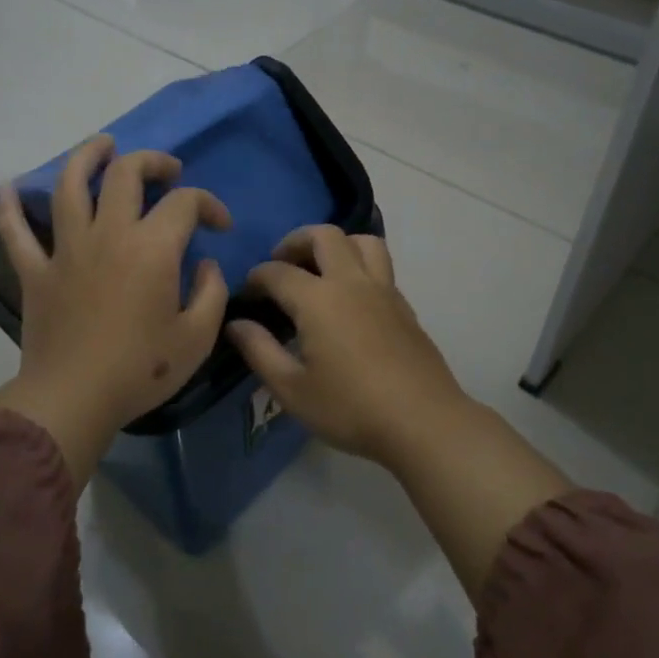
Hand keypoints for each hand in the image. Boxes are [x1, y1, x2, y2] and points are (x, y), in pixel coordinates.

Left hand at [0, 135, 231, 482]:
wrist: (74, 399)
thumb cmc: (141, 370)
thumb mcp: (197, 337)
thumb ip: (211, 293)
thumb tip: (204, 265)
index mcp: (152, 248)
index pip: (185, 203)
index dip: (209, 204)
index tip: (219, 224)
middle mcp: (109, 234)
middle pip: (126, 174)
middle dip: (152, 162)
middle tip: (168, 171)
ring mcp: (66, 249)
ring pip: (70, 185)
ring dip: (87, 157)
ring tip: (102, 145)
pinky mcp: (36, 271)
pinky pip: (15, 231)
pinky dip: (8, 207)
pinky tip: (6, 187)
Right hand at [227, 225, 472, 468]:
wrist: (423, 422)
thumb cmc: (350, 408)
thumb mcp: (292, 389)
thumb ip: (259, 350)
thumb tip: (236, 323)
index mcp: (319, 299)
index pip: (277, 272)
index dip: (255, 279)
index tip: (246, 296)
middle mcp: (352, 282)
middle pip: (324, 235)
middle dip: (295, 242)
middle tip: (281, 266)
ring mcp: (384, 290)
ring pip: (362, 241)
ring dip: (336, 244)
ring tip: (320, 270)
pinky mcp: (404, 305)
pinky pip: (380, 266)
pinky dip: (358, 265)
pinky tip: (349, 299)